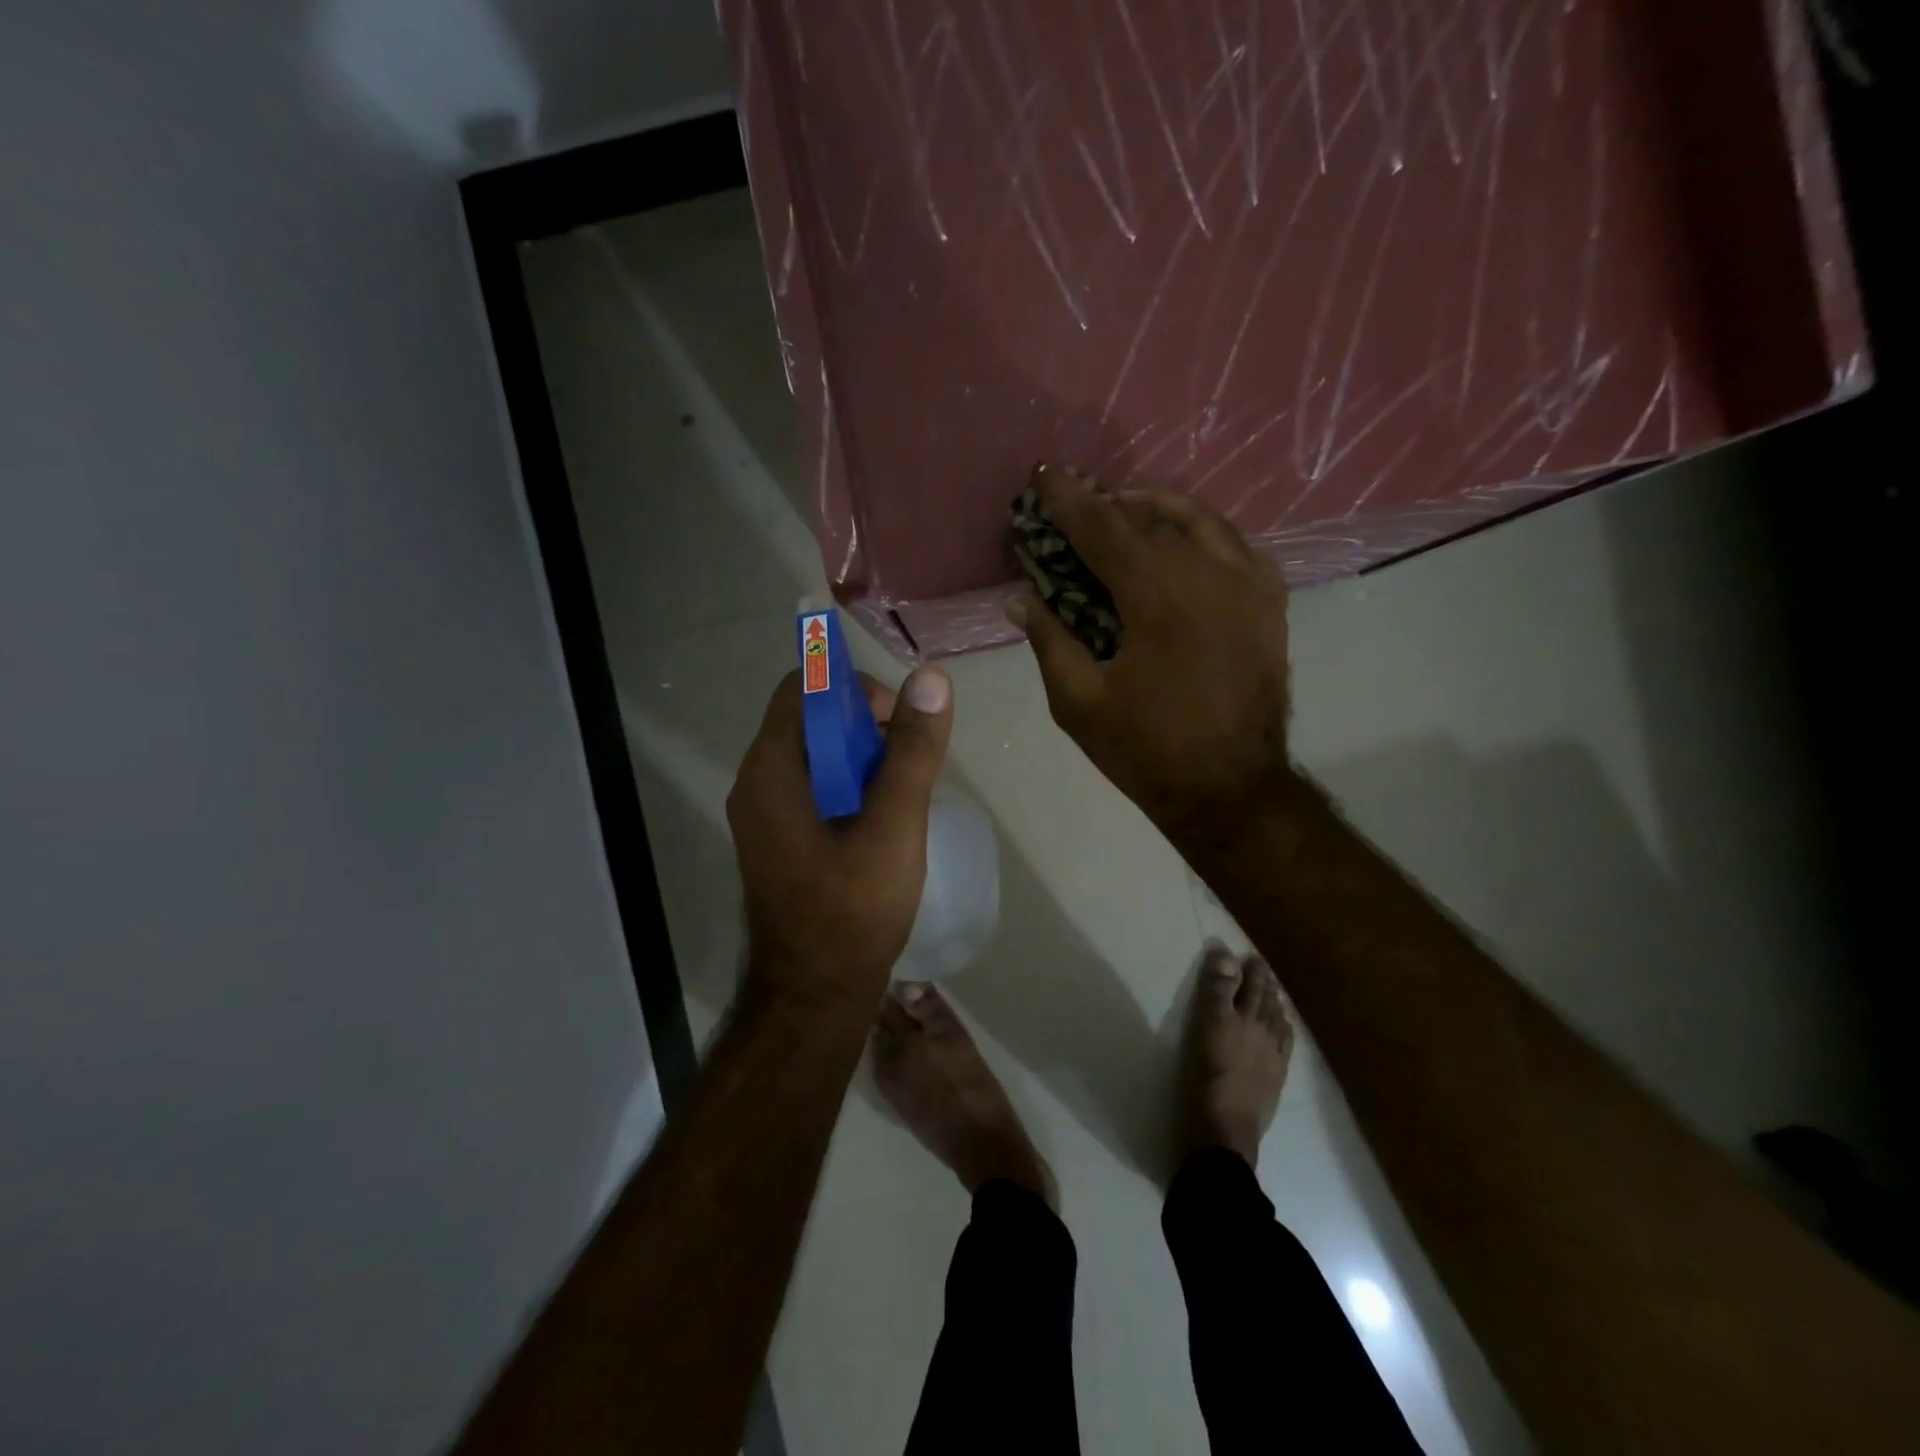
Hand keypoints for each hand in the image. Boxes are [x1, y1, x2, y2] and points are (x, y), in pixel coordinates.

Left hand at [727, 665, 954, 1009]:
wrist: (816, 997)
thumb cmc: (853, 911)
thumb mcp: (894, 826)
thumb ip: (912, 751)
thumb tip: (931, 678)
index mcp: (771, 771)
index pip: (803, 688)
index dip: (854, 689)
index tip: (899, 721)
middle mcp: (757, 784)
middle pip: (810, 720)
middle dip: (865, 726)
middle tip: (909, 761)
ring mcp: (766, 815)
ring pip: (816, 755)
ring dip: (862, 757)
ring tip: (903, 791)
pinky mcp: (781, 839)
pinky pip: (814, 788)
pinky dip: (850, 785)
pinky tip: (884, 816)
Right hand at [1011, 465, 1293, 855]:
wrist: (1230, 786)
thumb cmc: (1146, 749)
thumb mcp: (1078, 702)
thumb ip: (1049, 641)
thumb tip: (1020, 599)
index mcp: (1155, 595)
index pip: (1102, 529)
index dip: (1069, 501)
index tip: (1045, 475)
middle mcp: (1206, 574)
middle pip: (1148, 518)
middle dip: (1106, 505)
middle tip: (1076, 502)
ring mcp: (1246, 584)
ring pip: (1199, 520)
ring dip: (1155, 509)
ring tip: (1126, 511)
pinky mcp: (1269, 603)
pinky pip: (1236, 545)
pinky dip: (1203, 533)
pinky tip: (1183, 544)